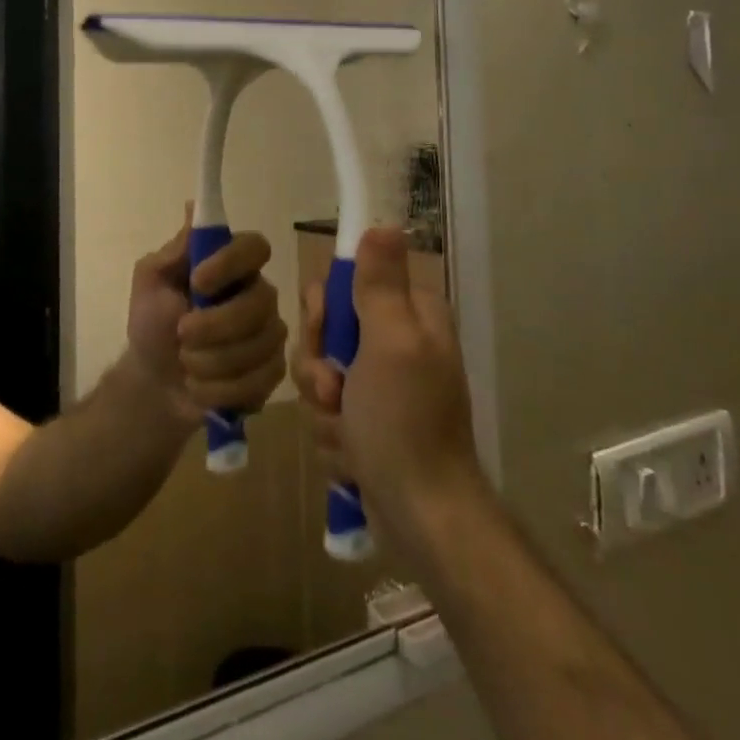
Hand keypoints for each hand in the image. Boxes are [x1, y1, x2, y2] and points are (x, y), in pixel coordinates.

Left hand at [125, 215, 287, 422]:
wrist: (154, 382)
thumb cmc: (152, 322)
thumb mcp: (151, 282)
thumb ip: (176, 250)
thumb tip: (194, 207)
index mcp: (232, 265)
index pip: (255, 247)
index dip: (231, 263)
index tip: (198, 282)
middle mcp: (259, 294)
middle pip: (261, 302)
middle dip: (215, 326)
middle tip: (181, 334)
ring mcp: (270, 334)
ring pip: (259, 345)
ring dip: (210, 361)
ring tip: (186, 363)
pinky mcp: (273, 372)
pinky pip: (259, 380)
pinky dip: (219, 389)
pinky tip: (200, 386)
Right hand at [293, 228, 484, 549]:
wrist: (422, 515)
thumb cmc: (405, 423)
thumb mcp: (391, 344)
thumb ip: (381, 284)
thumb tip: (383, 223)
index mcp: (410, 315)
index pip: (345, 284)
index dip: (324, 309)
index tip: (325, 333)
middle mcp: (396, 342)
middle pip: (326, 331)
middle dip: (318, 367)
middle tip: (335, 391)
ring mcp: (381, 384)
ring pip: (319, 373)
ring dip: (323, 406)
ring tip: (346, 434)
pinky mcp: (368, 421)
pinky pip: (327, 411)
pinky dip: (333, 435)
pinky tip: (352, 456)